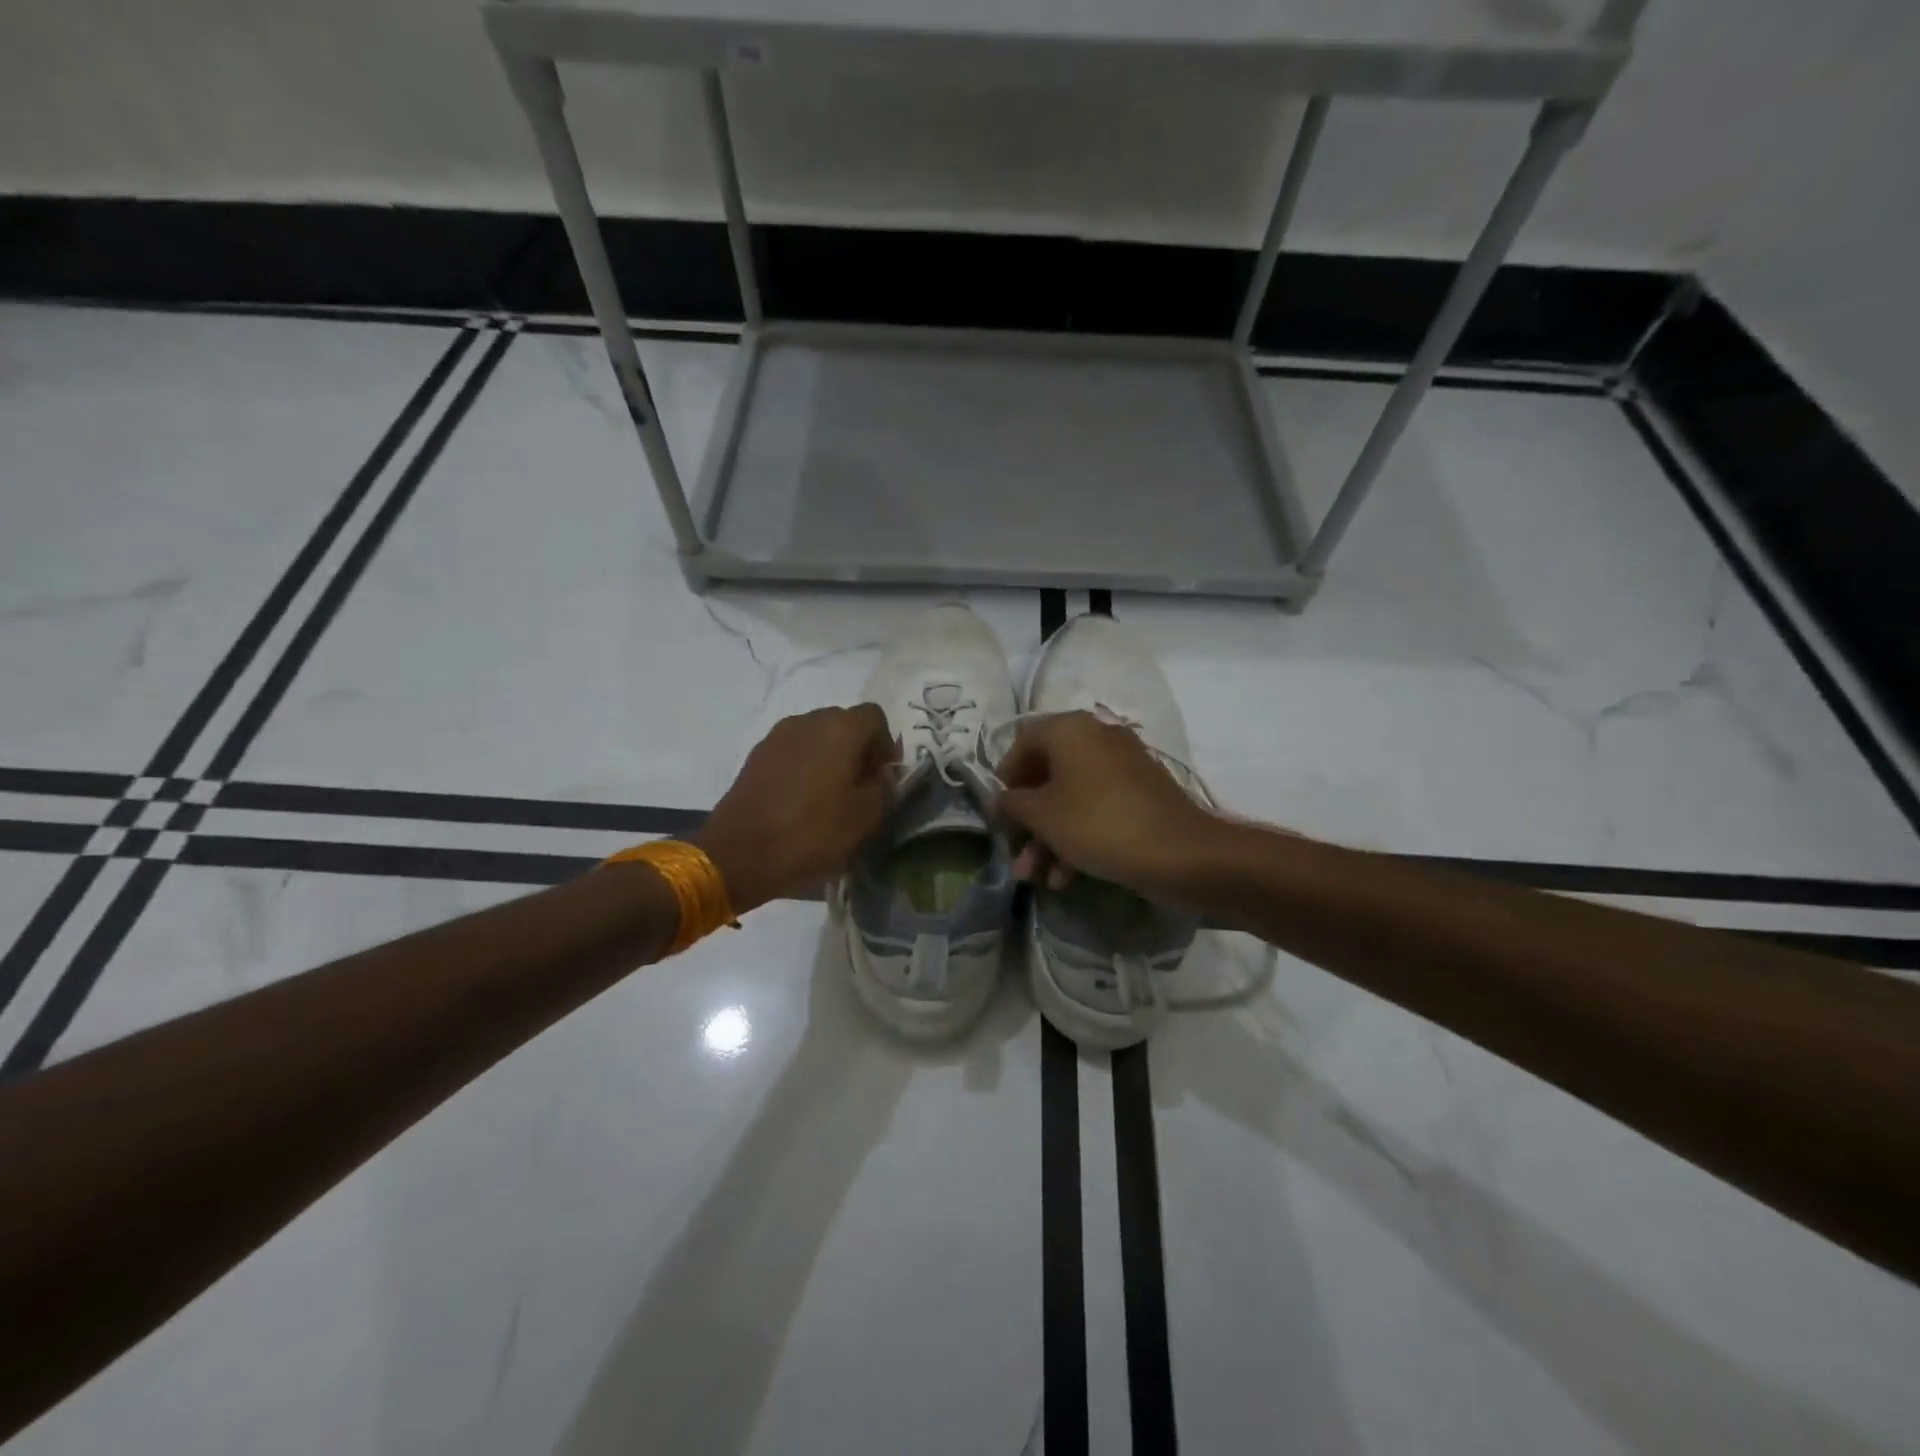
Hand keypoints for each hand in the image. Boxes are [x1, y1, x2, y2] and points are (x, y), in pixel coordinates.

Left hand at [694, 705, 898, 913]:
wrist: (739, 854)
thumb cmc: (812, 834)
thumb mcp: (866, 818)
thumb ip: (885, 787)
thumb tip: (882, 773)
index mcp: (840, 728)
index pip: (875, 717)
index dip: (885, 744)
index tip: (883, 776)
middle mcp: (808, 720)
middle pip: (844, 722)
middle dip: (858, 749)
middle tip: (860, 786)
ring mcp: (777, 736)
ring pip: (816, 736)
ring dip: (830, 757)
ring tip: (830, 795)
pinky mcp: (756, 755)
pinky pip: (793, 751)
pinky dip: (804, 766)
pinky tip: (802, 799)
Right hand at [994, 711, 1222, 905]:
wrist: (1180, 854)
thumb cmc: (1099, 824)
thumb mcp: (1043, 816)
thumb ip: (1013, 804)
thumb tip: (1001, 800)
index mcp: (1071, 729)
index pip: (1023, 741)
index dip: (1005, 776)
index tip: (999, 811)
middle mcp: (1097, 737)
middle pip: (1047, 773)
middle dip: (1027, 819)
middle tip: (1015, 850)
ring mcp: (1122, 766)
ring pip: (1071, 797)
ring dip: (1049, 837)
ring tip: (1035, 878)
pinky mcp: (1140, 795)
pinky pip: (1097, 809)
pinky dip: (1077, 837)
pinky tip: (1066, 878)